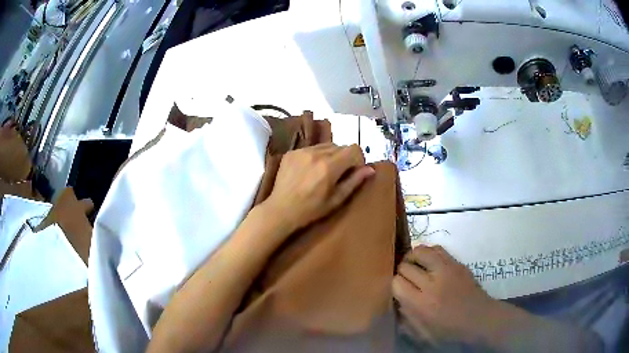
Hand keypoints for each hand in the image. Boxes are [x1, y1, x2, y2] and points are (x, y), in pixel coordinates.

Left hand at [263, 143, 373, 233]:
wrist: (281, 210)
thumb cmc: (311, 210)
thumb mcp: (336, 199)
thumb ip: (354, 181)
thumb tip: (370, 169)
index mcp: (329, 166)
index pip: (353, 149)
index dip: (358, 158)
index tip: (354, 170)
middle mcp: (316, 154)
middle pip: (340, 146)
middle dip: (344, 157)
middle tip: (339, 174)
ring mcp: (302, 151)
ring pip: (325, 145)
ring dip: (330, 155)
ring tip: (323, 171)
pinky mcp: (291, 152)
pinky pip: (311, 148)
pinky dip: (315, 155)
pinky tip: (309, 170)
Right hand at [392, 245, 505, 345]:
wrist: (480, 319)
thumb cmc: (450, 331)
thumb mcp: (422, 335)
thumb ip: (405, 318)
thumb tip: (395, 301)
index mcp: (422, 304)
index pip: (397, 283)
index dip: (394, 285)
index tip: (398, 290)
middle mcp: (432, 283)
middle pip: (406, 266)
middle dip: (401, 272)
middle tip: (405, 279)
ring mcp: (447, 269)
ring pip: (420, 251)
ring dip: (412, 257)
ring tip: (413, 265)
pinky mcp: (457, 263)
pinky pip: (436, 249)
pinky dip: (427, 252)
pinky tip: (427, 262)